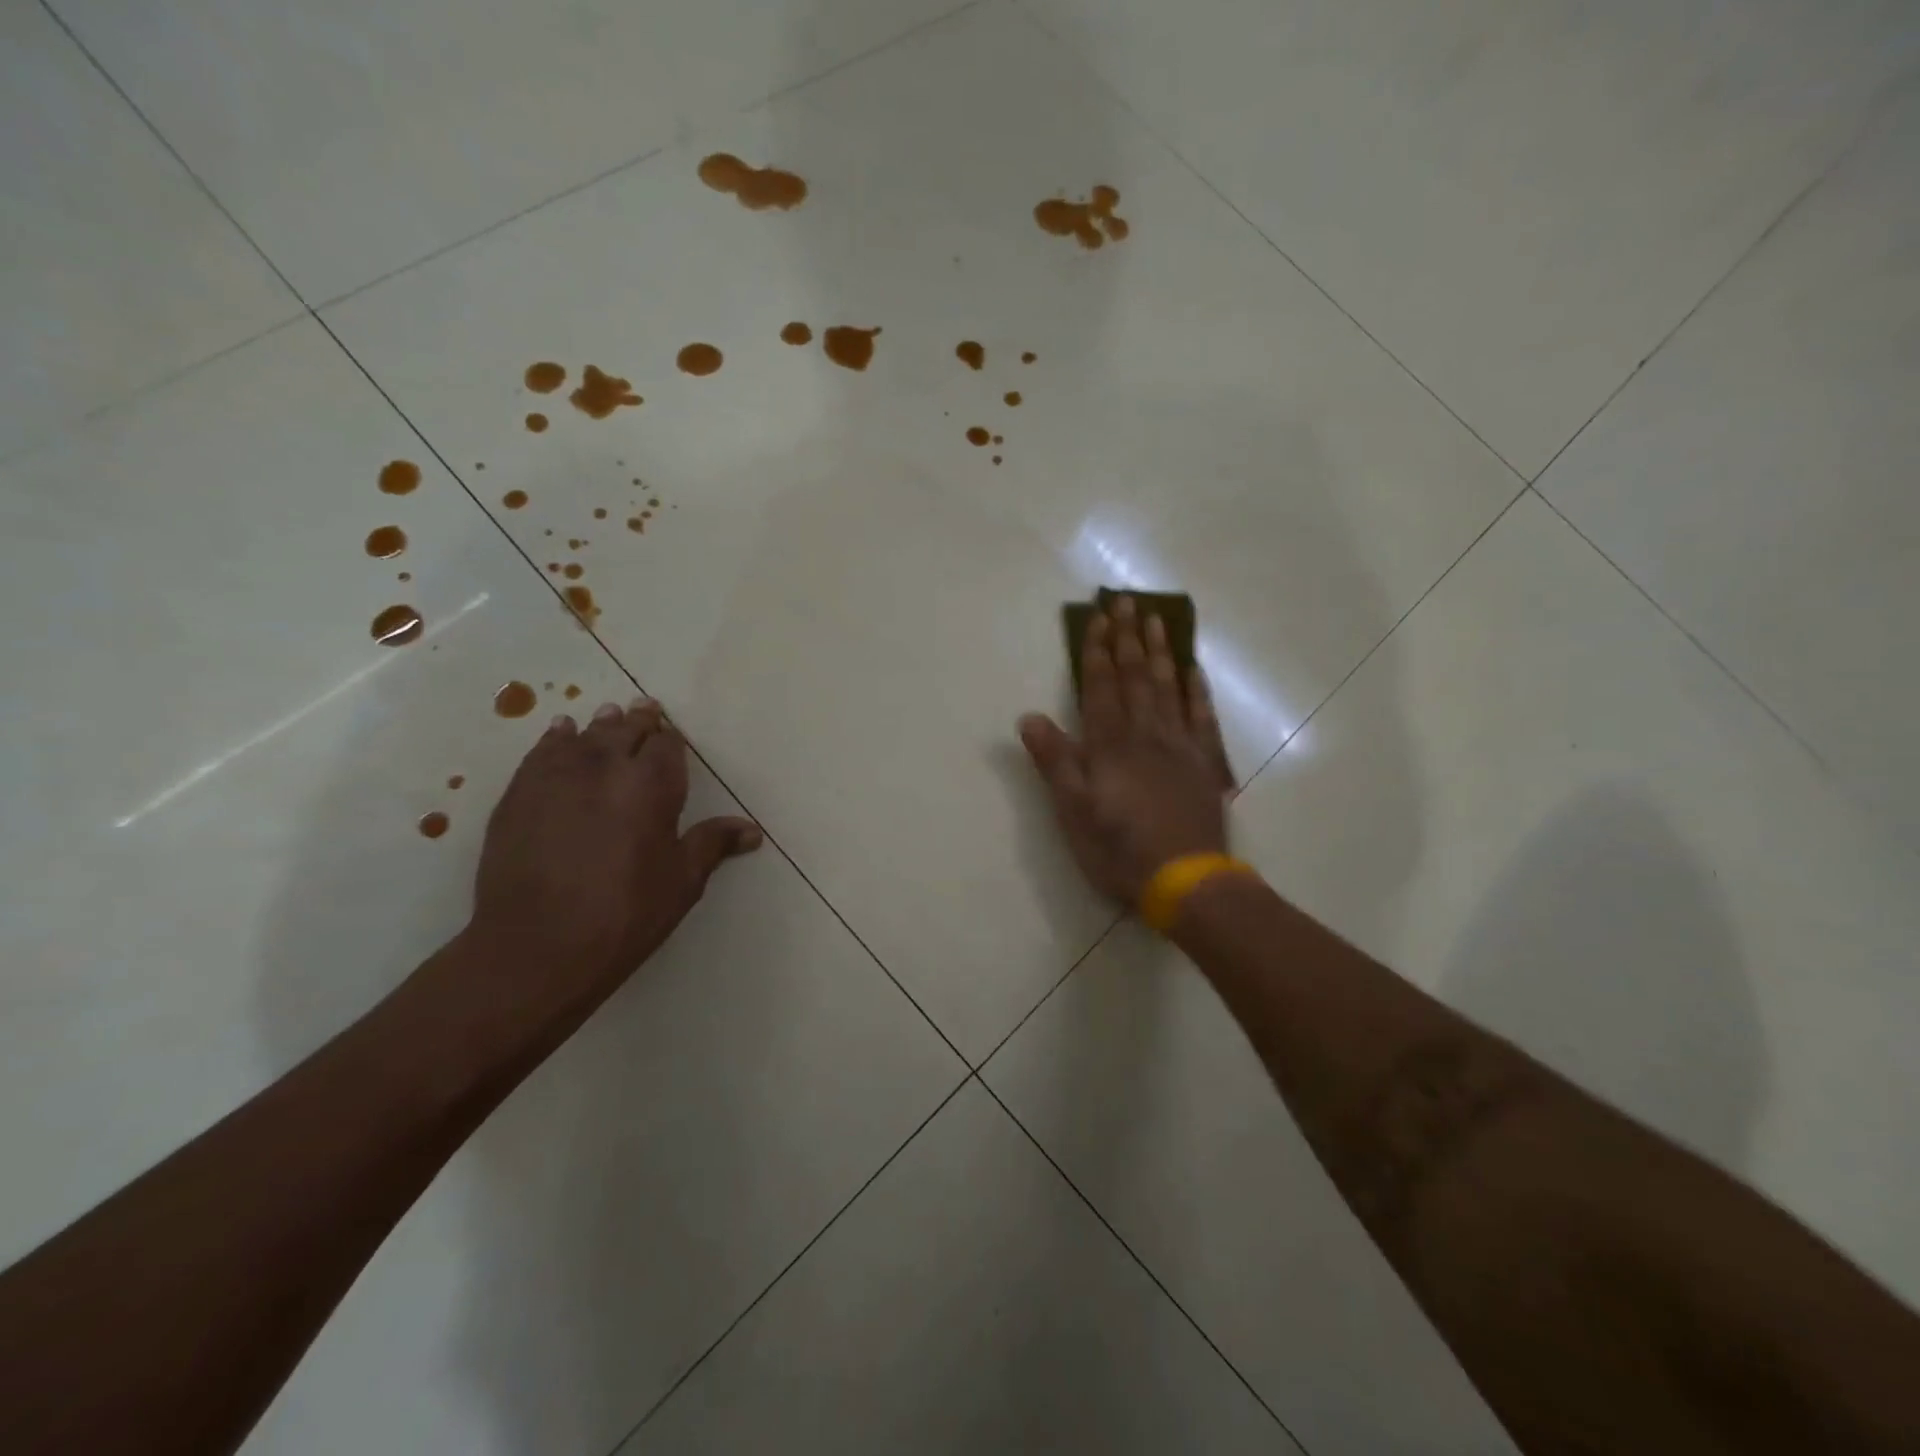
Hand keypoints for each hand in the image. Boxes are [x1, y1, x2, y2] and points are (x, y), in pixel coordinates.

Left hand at [462, 698, 762, 1017]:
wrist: (537, 947)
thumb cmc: (625, 914)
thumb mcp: (681, 882)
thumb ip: (712, 844)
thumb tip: (752, 831)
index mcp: (651, 785)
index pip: (666, 746)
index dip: (670, 739)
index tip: (671, 734)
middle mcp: (605, 768)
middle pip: (625, 731)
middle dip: (638, 721)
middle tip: (645, 710)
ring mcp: (556, 778)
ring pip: (583, 736)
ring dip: (600, 726)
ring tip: (608, 716)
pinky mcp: (519, 795)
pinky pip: (542, 753)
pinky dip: (556, 739)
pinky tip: (561, 734)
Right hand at [1020, 595, 1234, 905]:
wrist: (1185, 880)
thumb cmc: (1119, 848)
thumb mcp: (1073, 811)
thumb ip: (1055, 761)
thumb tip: (1029, 716)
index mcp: (1110, 745)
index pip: (1101, 686)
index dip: (1097, 650)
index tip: (1099, 616)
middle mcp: (1146, 734)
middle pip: (1135, 677)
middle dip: (1128, 638)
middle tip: (1128, 601)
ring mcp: (1180, 746)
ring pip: (1168, 688)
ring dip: (1160, 652)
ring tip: (1157, 620)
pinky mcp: (1205, 764)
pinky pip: (1202, 717)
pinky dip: (1197, 691)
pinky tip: (1193, 670)